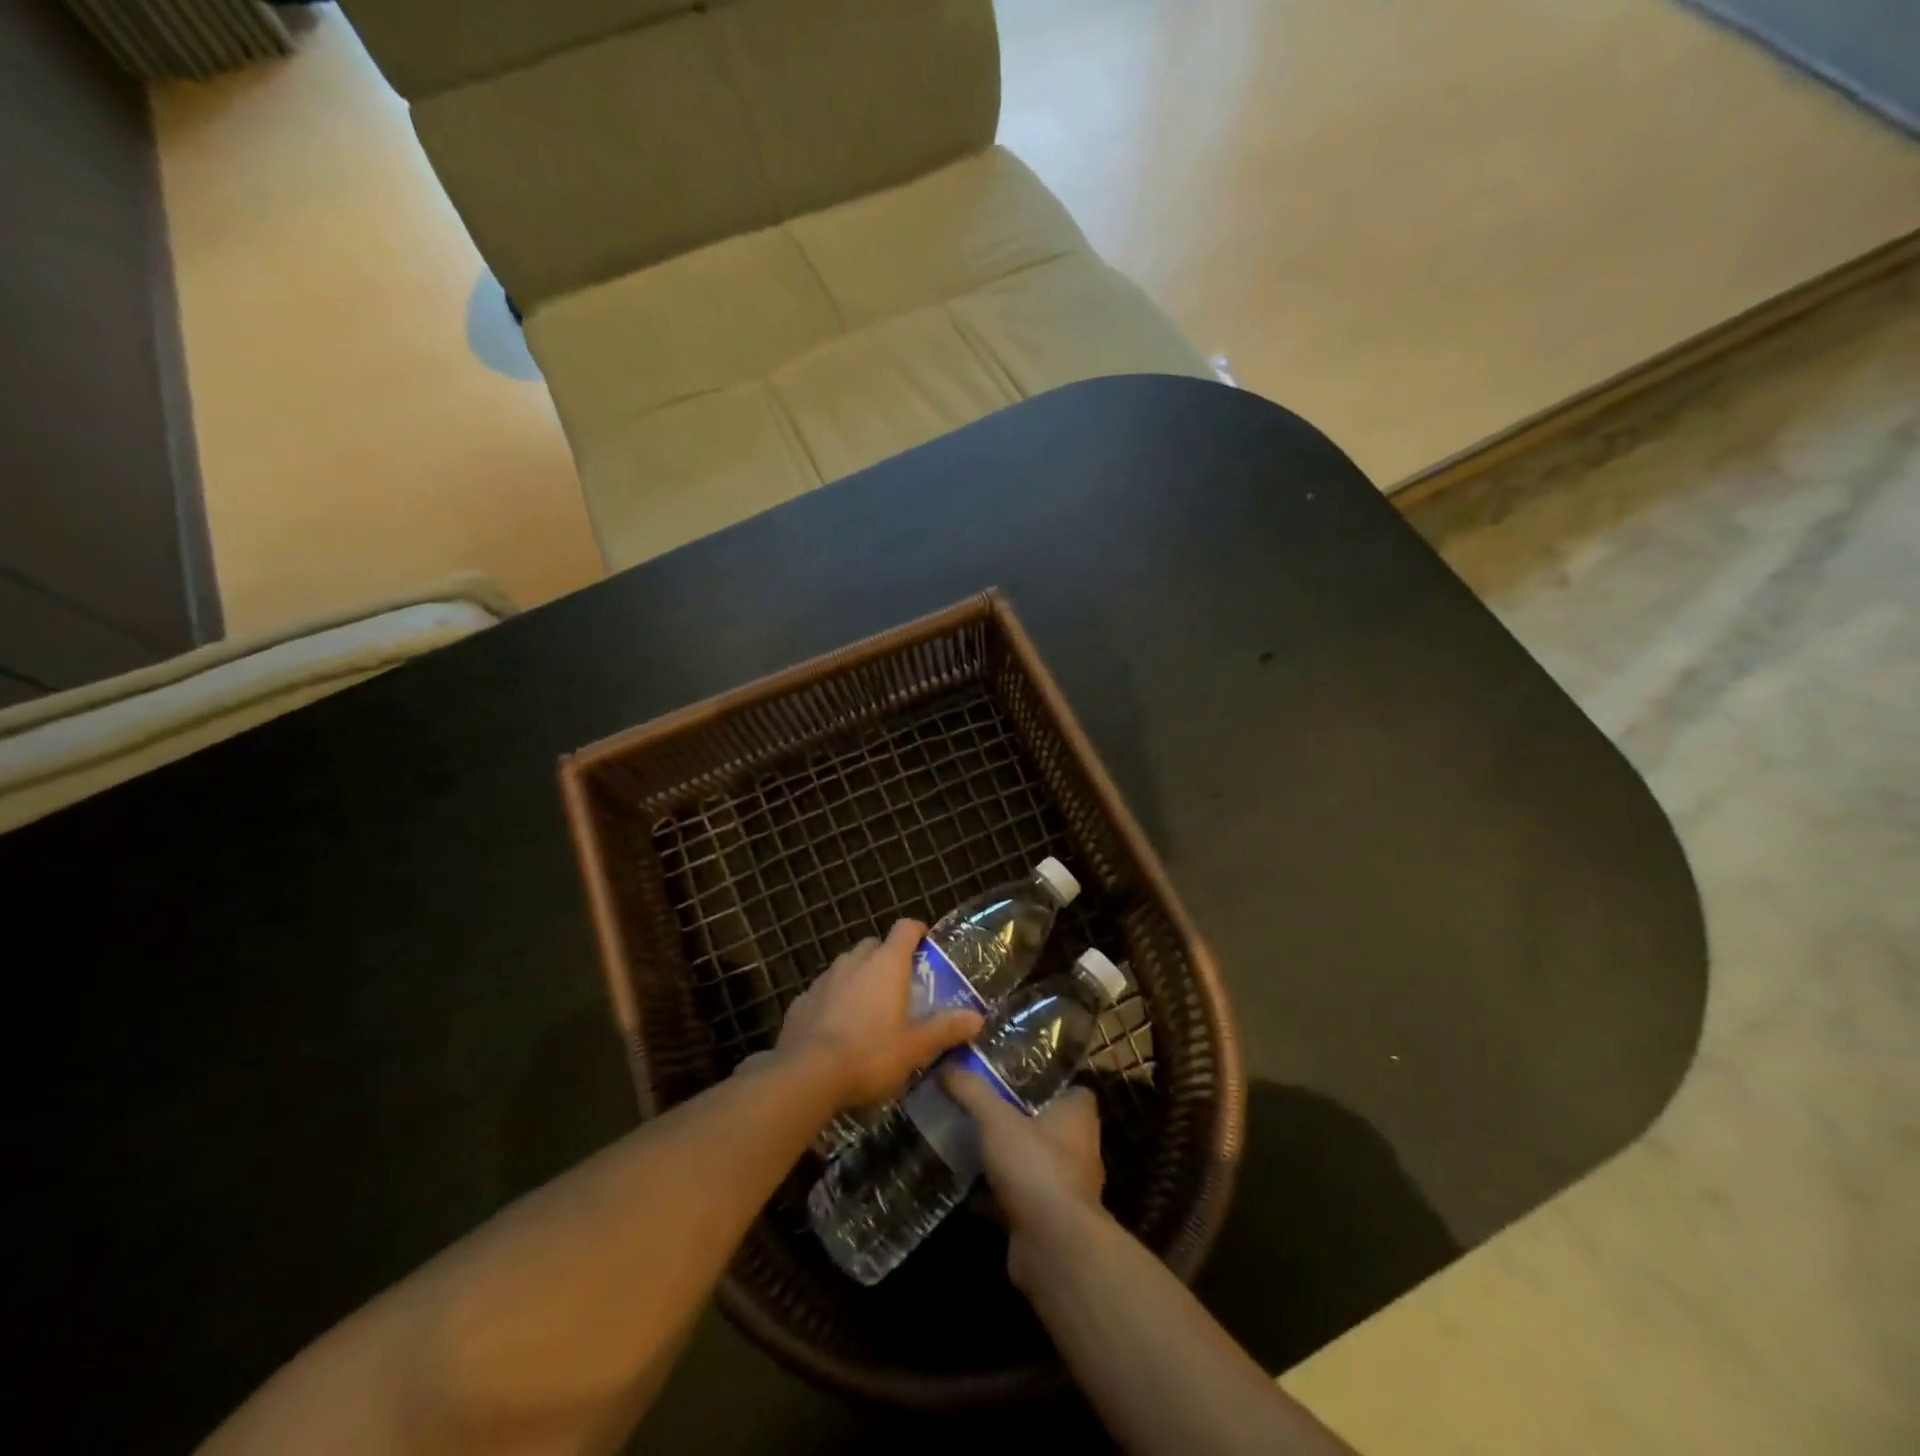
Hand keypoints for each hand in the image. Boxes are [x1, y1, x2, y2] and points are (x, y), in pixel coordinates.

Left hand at [776, 919, 981, 1110]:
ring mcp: (824, 979)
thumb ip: (945, 1029)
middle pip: (874, 945)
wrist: (806, 1075)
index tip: (926, 943)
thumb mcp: (915, 1047)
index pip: (905, 928)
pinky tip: (836, 1027)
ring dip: (859, 977)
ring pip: (846, 966)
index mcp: (886, 964)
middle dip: (886, 957)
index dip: (917, 931)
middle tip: (899, 984)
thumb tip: (978, 1017)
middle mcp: (854, 961)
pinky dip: (833, 999)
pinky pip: (823, 991)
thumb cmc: (870, 1054)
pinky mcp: (800, 1001)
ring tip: (869, 1007)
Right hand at [944, 1072, 1106, 1287]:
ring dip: (1007, 1158)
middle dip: (1019, 1119)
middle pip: (1049, 1125)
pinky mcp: (1047, 1221)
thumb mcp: (997, 1118)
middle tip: (983, 1106)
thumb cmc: (1035, 1167)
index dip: (1048, 1082)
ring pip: (1033, 1163)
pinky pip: (1019, 1199)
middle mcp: (1079, 1150)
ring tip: (970, 1142)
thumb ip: (973, 1091)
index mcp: (1078, 1117)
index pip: (1072, 1090)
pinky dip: (996, 1195)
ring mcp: (1065, 1189)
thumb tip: (948, 1066)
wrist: (1053, 1247)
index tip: (1015, 1076)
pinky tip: (966, 1188)